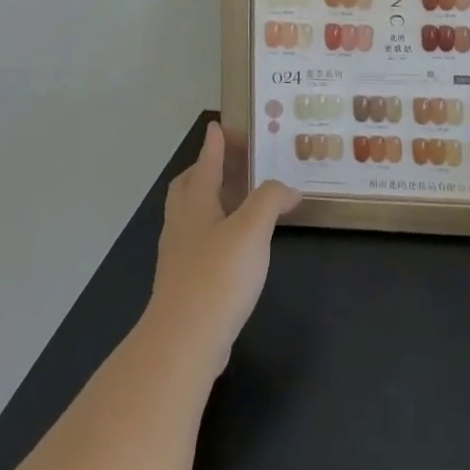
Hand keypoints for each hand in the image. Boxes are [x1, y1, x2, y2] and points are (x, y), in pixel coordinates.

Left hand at [146, 121, 300, 377]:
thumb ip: (270, 200)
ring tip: (238, 201)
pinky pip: (199, 245)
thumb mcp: (252, 228)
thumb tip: (289, 190)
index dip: (213, 145)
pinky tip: (237, 247)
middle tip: (226, 163)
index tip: (218, 126)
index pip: (204, 165)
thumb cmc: (217, 275)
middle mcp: (182, 226)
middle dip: (203, 171)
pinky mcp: (186, 286)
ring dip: (211, 202)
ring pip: (192, 218)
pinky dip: (216, 233)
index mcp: (195, 205)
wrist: (184, 343)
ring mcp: (180, 258)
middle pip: (187, 189)